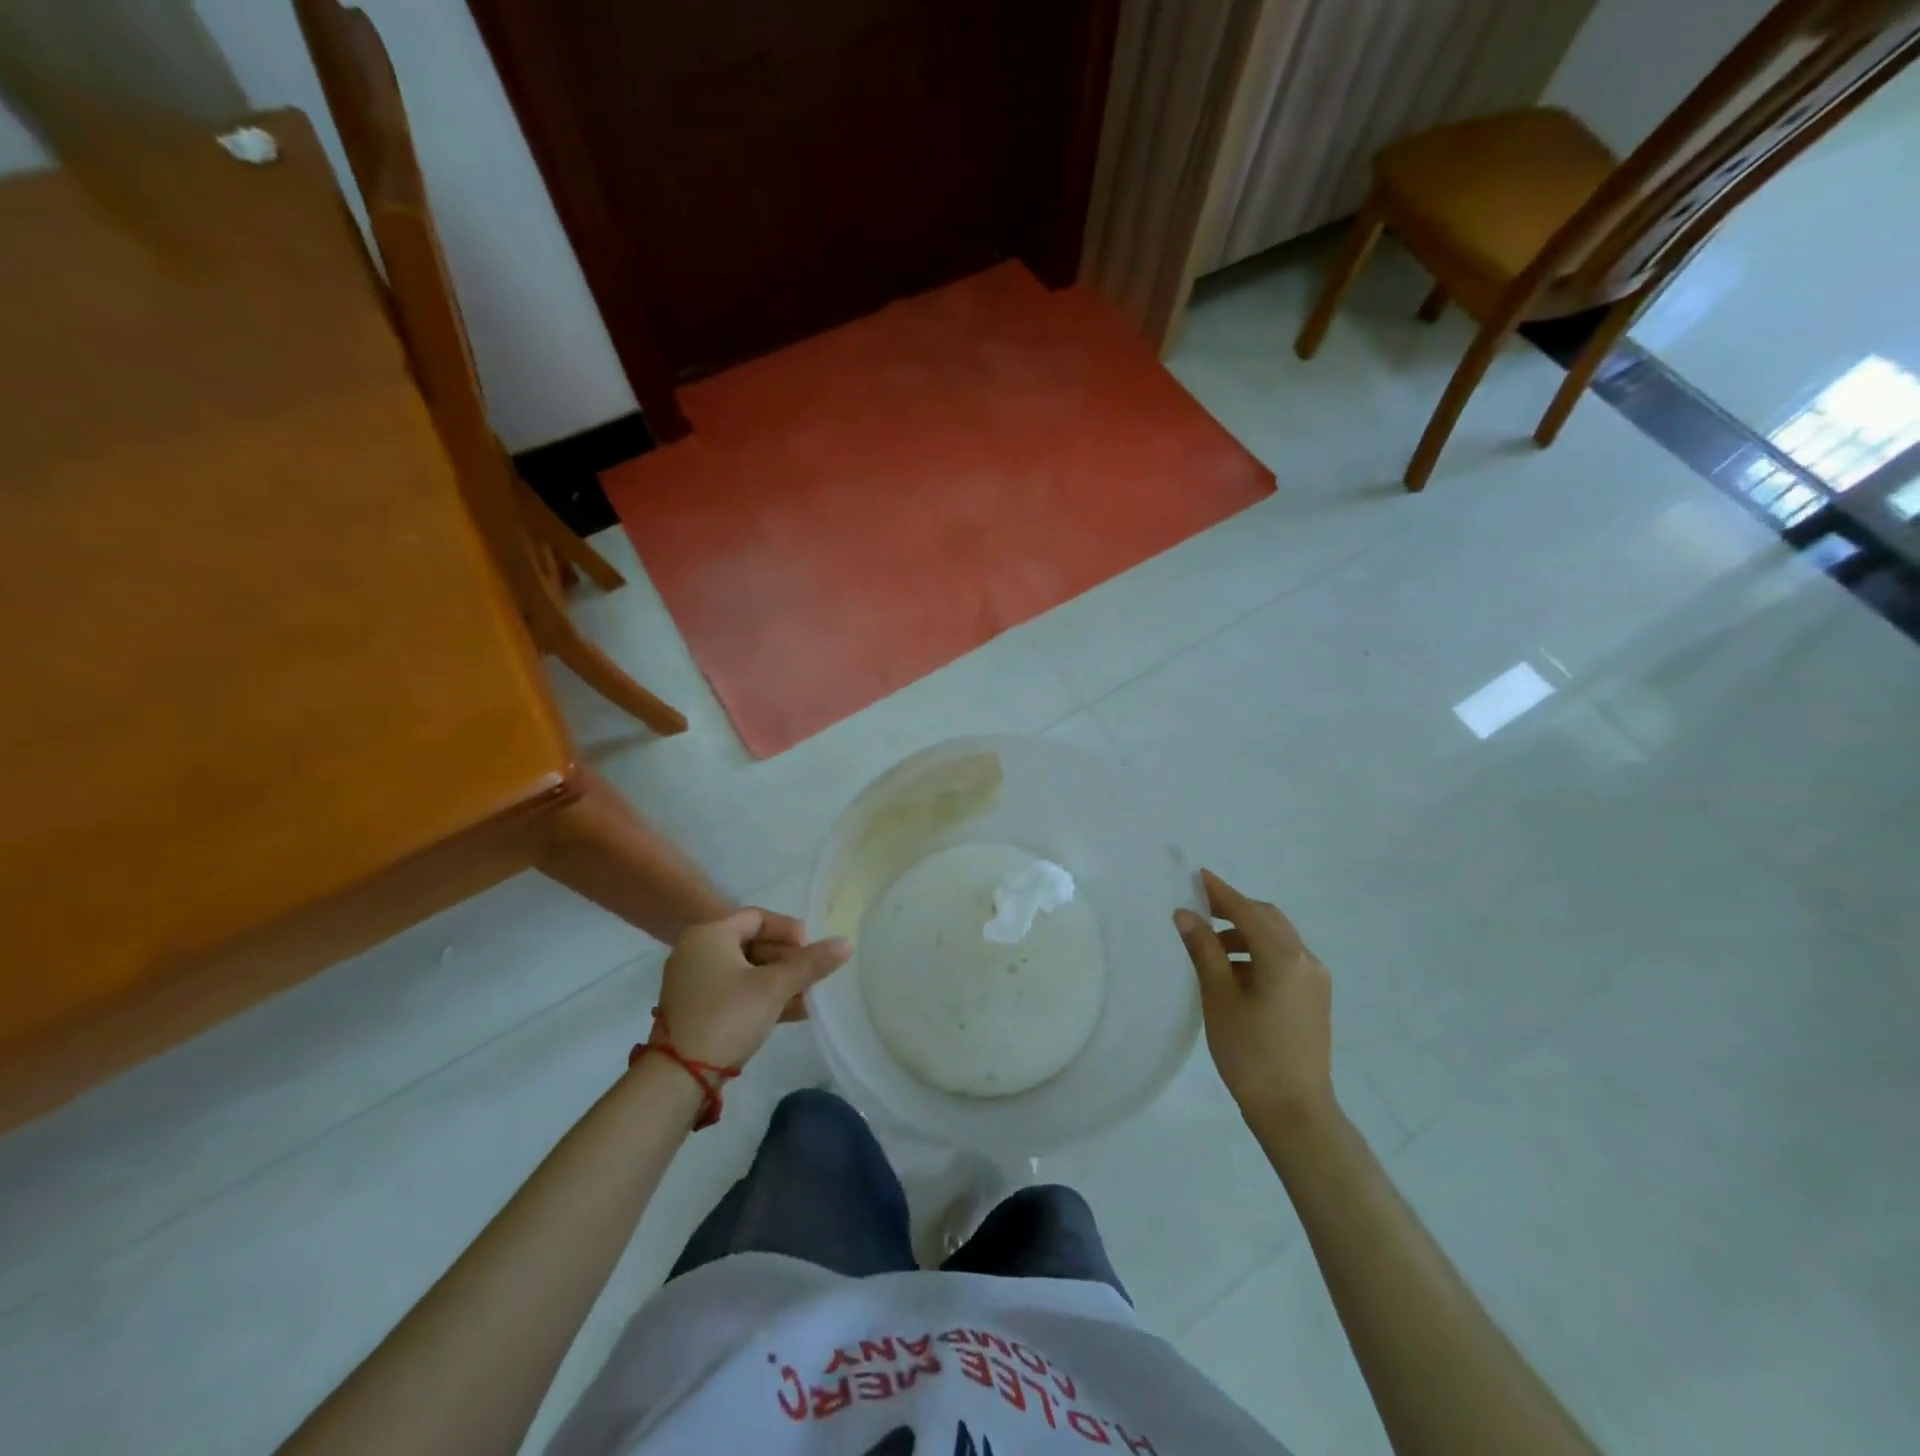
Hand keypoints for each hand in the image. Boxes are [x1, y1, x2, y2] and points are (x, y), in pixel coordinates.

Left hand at [656, 909, 851, 1069]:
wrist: (678, 1077)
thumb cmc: (727, 1017)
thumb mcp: (774, 987)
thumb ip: (811, 963)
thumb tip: (847, 943)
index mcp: (710, 934)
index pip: (758, 917)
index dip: (789, 930)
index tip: (811, 951)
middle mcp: (696, 950)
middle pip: (752, 943)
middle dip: (787, 960)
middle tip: (812, 977)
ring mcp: (692, 981)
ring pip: (746, 970)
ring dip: (778, 981)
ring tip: (808, 997)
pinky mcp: (694, 1008)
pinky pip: (734, 991)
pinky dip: (760, 996)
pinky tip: (791, 1013)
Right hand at [1174, 870, 1333, 1129]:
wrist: (1295, 1110)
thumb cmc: (1250, 1052)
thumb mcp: (1219, 998)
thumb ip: (1204, 950)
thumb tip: (1186, 914)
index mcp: (1283, 956)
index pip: (1246, 910)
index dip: (1219, 891)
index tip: (1195, 875)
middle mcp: (1305, 959)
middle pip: (1267, 918)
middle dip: (1234, 909)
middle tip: (1199, 910)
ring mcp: (1315, 979)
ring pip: (1277, 938)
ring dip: (1245, 933)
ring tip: (1209, 948)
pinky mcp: (1314, 998)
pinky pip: (1284, 959)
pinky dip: (1258, 953)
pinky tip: (1234, 972)